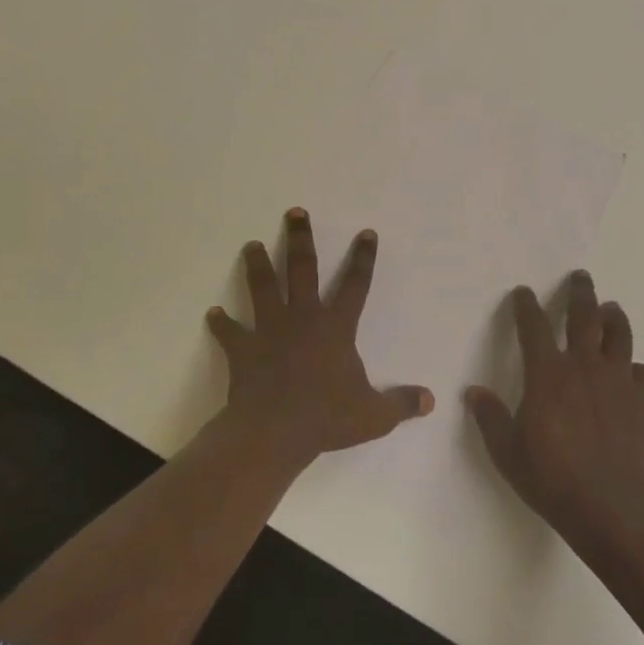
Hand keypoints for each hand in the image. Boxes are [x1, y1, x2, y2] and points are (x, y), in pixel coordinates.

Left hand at [207, 209, 433, 468]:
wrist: (274, 431)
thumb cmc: (326, 418)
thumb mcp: (374, 415)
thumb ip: (401, 404)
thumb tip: (430, 400)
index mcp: (336, 327)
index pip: (356, 284)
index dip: (363, 258)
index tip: (366, 232)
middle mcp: (303, 318)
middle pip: (302, 269)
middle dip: (300, 239)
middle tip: (294, 212)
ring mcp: (269, 330)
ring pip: (263, 287)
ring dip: (257, 265)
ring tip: (250, 245)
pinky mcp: (243, 348)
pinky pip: (230, 332)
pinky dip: (221, 323)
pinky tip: (212, 313)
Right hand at [465, 273, 643, 546]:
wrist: (613, 507)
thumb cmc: (553, 478)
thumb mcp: (508, 452)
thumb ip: (490, 418)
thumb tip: (473, 392)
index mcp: (547, 373)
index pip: (534, 326)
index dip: (526, 305)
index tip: (523, 292)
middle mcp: (584, 366)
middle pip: (584, 315)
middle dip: (580, 292)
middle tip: (581, 277)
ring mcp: (618, 381)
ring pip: (619, 334)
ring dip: (614, 317)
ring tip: (611, 308)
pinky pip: (642, 372)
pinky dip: (635, 368)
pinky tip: (631, 372)